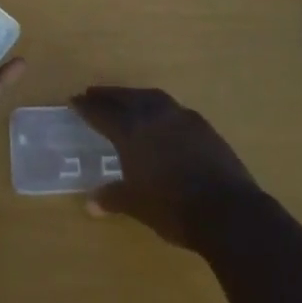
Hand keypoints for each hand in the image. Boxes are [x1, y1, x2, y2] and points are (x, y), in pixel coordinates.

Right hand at [69, 86, 258, 248]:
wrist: (226, 209)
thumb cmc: (173, 208)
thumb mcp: (137, 206)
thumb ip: (113, 198)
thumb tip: (90, 203)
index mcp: (132, 132)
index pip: (103, 113)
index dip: (87, 107)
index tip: (74, 99)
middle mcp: (154, 116)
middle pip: (126, 98)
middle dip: (108, 95)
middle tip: (94, 93)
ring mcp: (181, 117)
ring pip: (152, 97)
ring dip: (135, 96)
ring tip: (126, 99)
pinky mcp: (203, 126)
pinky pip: (173, 109)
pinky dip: (160, 108)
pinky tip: (162, 119)